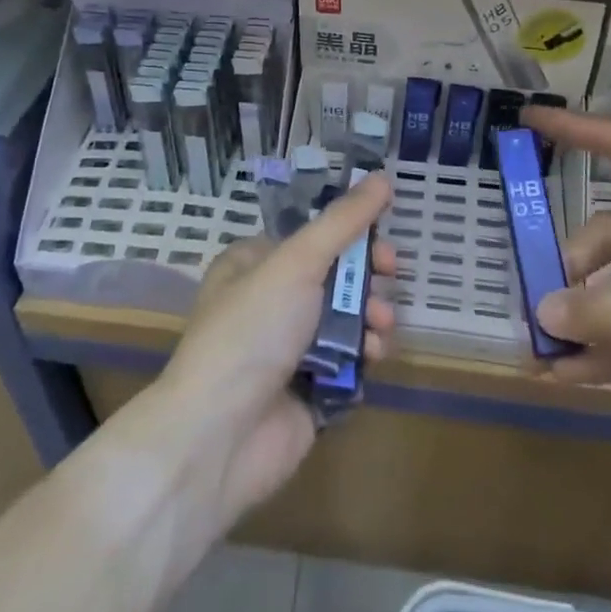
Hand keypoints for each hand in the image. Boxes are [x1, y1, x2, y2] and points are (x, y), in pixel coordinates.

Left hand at [157, 174, 397, 528]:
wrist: (220, 435)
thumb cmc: (252, 331)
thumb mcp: (296, 262)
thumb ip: (343, 221)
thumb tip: (382, 177)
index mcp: (255, 264)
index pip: (313, 238)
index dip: (352, 236)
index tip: (382, 241)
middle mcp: (270, 303)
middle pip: (335, 278)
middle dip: (367, 280)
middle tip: (389, 279)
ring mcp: (289, 349)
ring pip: (347, 321)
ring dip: (371, 319)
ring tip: (378, 330)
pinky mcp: (308, 391)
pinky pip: (349, 363)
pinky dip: (364, 358)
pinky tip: (370, 360)